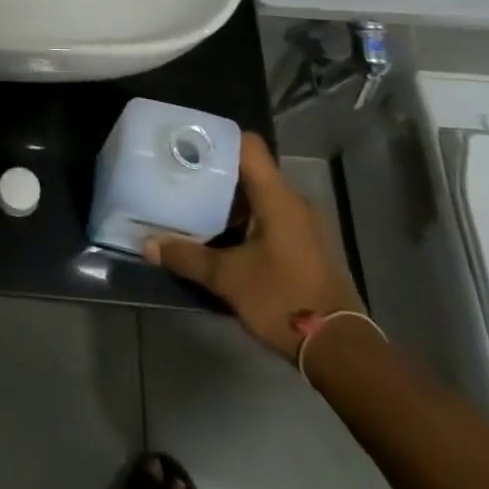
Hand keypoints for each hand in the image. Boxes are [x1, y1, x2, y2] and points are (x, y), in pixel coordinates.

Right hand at [144, 132, 361, 359]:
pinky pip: (270, 216)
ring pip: (260, 195)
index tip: (187, 143)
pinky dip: (245, 218)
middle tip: (180, 174)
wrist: (341, 350)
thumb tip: (147, 244)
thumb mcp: (228, 279)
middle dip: (215, 171)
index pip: (248, 146)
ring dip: (229, 199)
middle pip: (251, 170)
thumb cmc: (284, 300)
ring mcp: (304, 225)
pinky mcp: (306, 246)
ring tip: (193, 202)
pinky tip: (221, 234)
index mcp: (278, 198)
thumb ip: (187, 256)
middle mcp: (294, 203)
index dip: (217, 138)